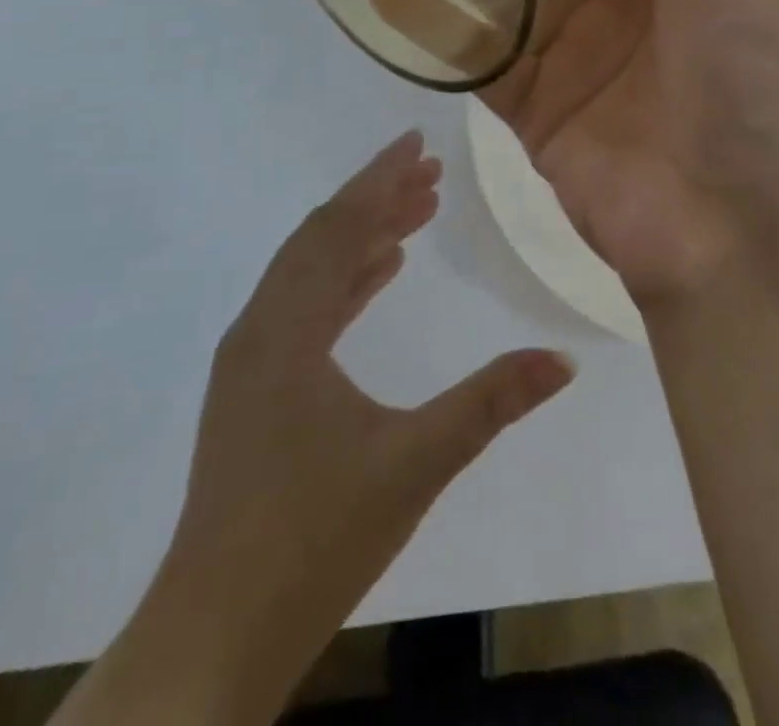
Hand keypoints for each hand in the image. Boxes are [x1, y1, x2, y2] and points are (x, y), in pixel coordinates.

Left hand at [144, 133, 573, 703]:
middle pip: (321, 238)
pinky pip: (303, 305)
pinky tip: (381, 273)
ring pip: (310, 271)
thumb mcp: (415, 463)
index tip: (417, 142)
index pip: (338, 229)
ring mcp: (251, 362)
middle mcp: (259, 331)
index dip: (379, 179)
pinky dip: (345, 278)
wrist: (214, 636)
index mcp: (287, 332)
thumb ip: (490, 403)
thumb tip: (563, 360)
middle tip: (430, 172)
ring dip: (362, 235)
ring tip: (416, 212)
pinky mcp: (254, 390)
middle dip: (376, 198)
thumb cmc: (314, 539)